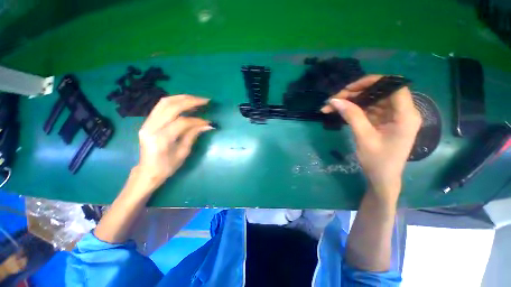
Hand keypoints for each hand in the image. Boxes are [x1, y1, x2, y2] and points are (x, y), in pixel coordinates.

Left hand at [134, 95, 213, 190]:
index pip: (182, 122)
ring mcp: (146, 123)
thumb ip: (193, 135)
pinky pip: (161, 106)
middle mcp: (151, 128)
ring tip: (197, 99)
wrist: (147, 171)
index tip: (208, 122)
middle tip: (205, 101)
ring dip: (182, 98)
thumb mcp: (183, 152)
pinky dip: (175, 101)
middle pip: (170, 106)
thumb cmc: (167, 166)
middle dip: (190, 101)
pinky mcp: (147, 121)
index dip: (197, 120)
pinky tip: (185, 103)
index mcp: (160, 139)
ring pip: (164, 102)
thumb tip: (208, 125)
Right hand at [321, 75, 420, 200]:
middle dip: (356, 93)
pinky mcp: (383, 122)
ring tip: (331, 106)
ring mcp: (392, 117)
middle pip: (380, 93)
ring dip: (351, 102)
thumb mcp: (364, 137)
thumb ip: (352, 116)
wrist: (382, 178)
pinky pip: (368, 110)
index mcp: (406, 116)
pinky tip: (339, 112)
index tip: (350, 88)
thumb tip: (335, 100)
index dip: (373, 82)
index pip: (394, 86)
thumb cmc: (377, 161)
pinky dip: (353, 110)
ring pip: (371, 101)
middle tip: (334, 99)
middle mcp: (402, 112)